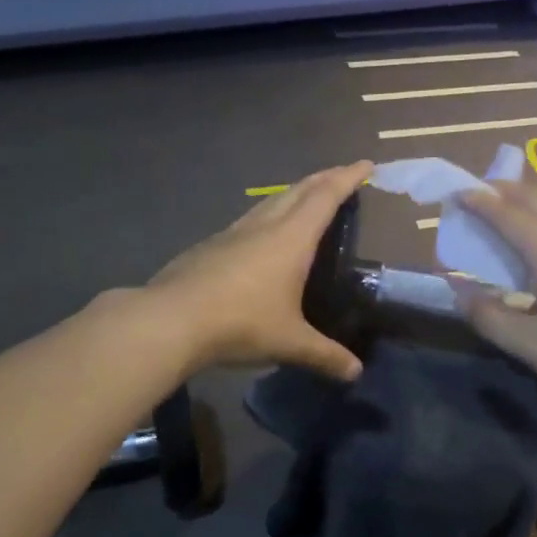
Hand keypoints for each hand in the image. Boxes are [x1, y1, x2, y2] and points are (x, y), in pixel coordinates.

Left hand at [147, 162, 372, 380]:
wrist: (171, 319)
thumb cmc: (240, 323)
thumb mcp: (289, 342)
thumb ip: (325, 355)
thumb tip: (356, 372)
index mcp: (291, 238)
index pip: (326, 197)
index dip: (348, 178)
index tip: (366, 164)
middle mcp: (264, 225)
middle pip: (299, 190)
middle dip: (324, 178)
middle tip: (342, 175)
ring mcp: (233, 232)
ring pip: (271, 201)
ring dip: (294, 194)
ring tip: (307, 199)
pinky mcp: (211, 245)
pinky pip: (250, 219)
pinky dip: (269, 215)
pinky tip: (264, 235)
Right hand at [453, 181, 536, 415]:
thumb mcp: (533, 347)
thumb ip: (490, 318)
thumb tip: (461, 292)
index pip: (505, 213)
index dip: (477, 201)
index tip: (455, 193)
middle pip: (534, 198)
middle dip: (502, 191)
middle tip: (477, 197)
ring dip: (526, 206)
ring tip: (506, 219)